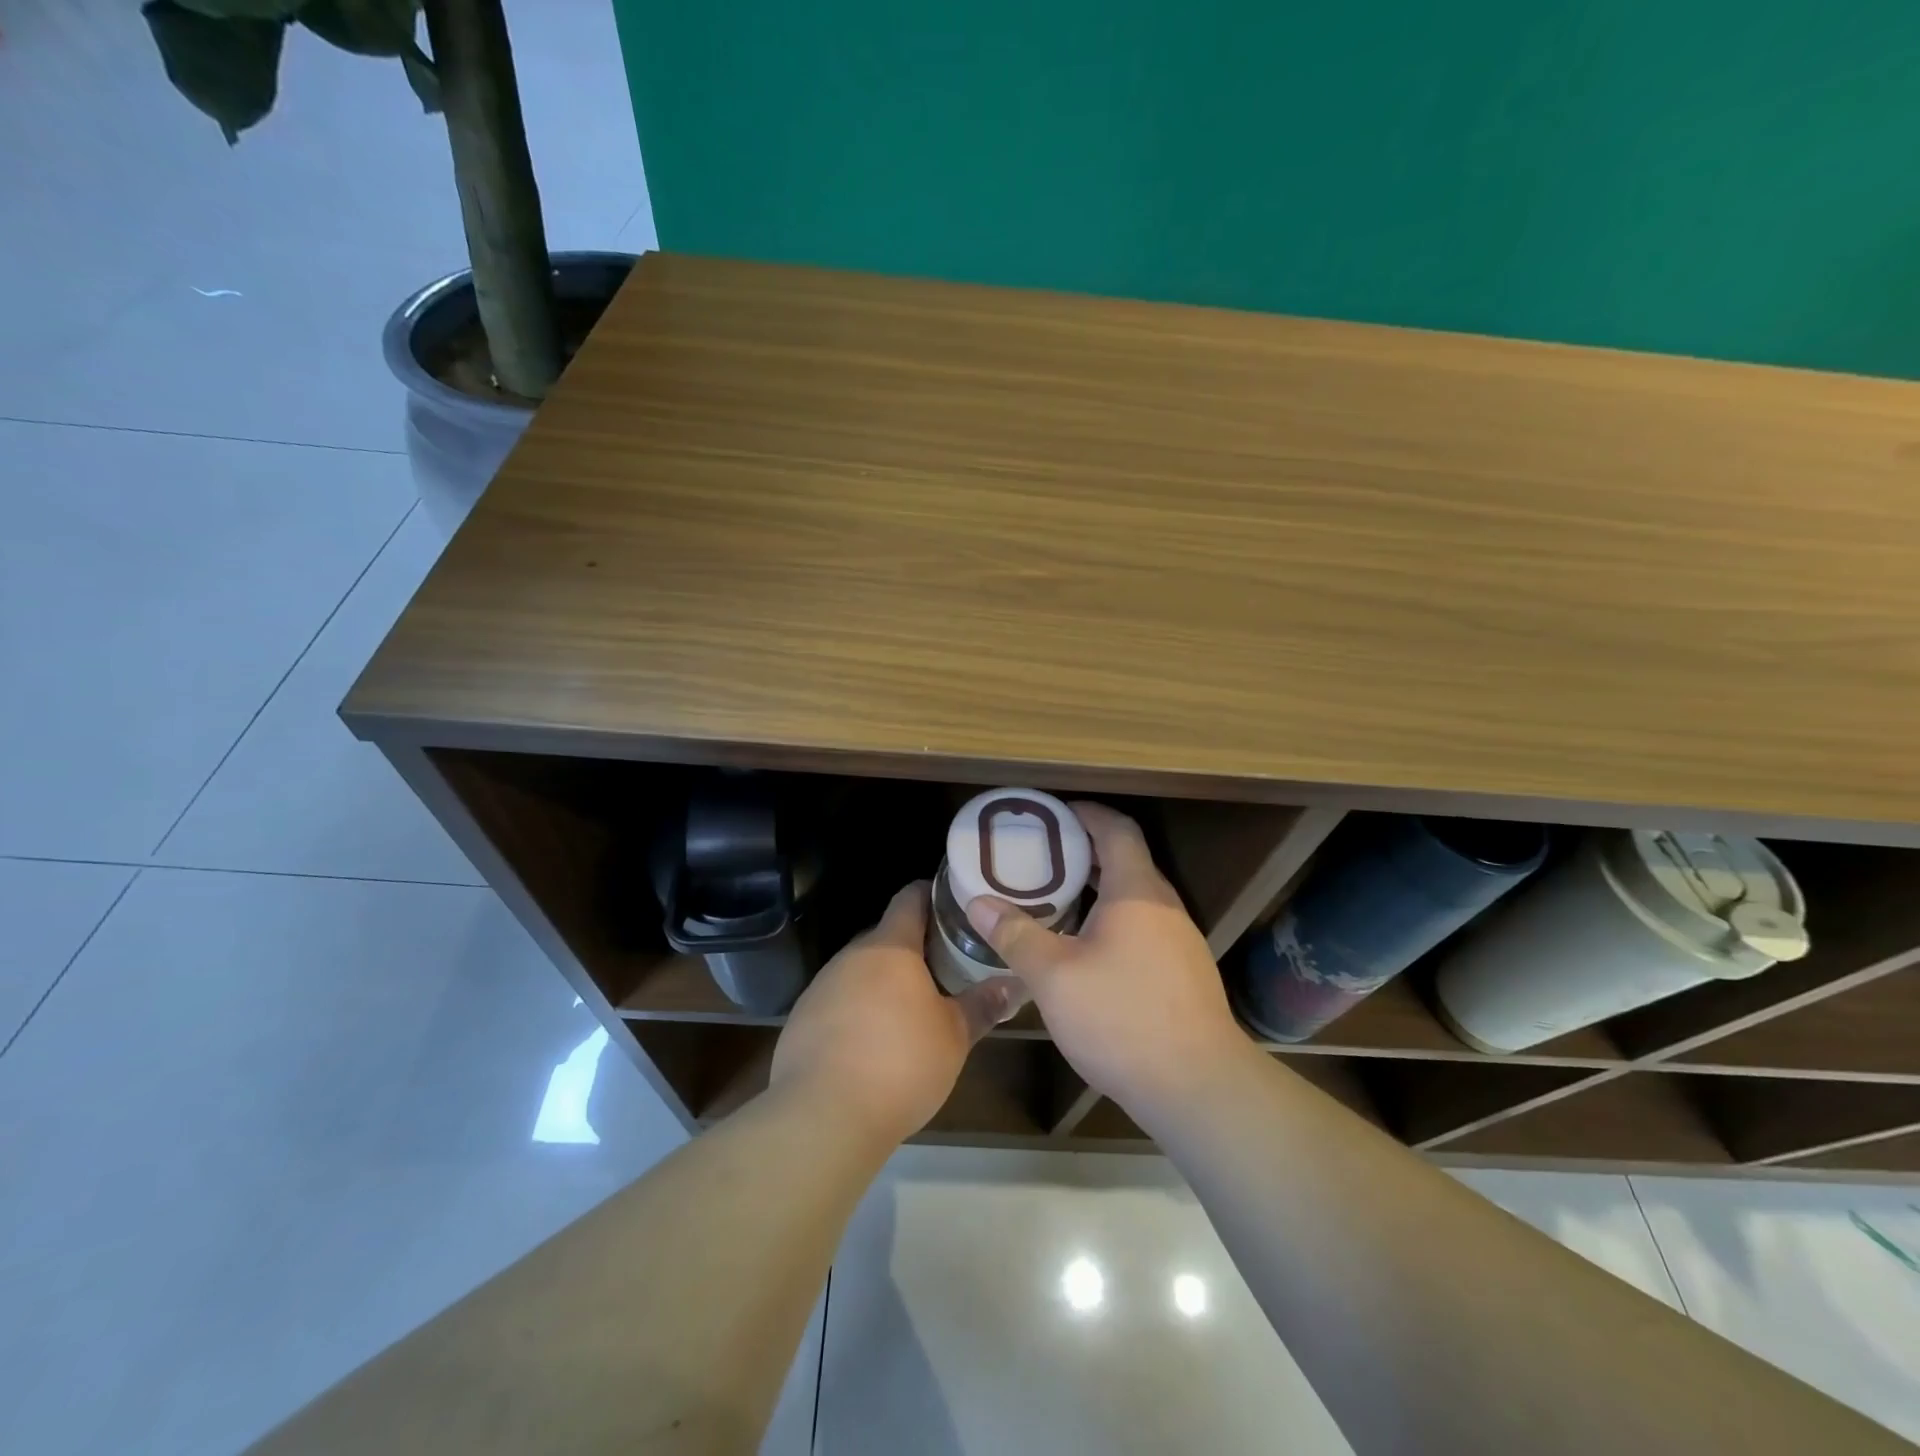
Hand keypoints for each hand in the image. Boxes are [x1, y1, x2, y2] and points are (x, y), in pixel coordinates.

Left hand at [770, 881, 1020, 1148]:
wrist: (822, 1116)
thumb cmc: (900, 1063)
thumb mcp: (954, 1037)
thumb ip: (983, 1005)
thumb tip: (1013, 985)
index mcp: (890, 947)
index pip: (910, 898)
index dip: (933, 895)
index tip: (956, 904)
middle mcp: (852, 956)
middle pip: (886, 935)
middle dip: (915, 946)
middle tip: (948, 963)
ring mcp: (822, 986)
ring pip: (861, 970)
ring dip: (886, 980)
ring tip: (915, 1005)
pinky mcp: (802, 1020)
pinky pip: (839, 1001)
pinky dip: (860, 1010)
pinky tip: (875, 1042)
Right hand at [966, 803, 1253, 1119]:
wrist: (1197, 1087)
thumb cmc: (1122, 1018)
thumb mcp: (1054, 976)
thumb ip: (1015, 934)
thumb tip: (978, 902)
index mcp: (1137, 891)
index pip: (1116, 828)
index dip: (1085, 813)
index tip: (1051, 813)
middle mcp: (1164, 906)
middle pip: (1126, 858)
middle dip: (1083, 850)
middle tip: (1039, 856)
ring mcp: (1179, 940)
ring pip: (1134, 895)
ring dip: (1097, 887)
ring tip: (1054, 897)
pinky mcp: (1182, 971)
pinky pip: (1142, 925)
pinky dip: (1111, 918)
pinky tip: (1084, 947)